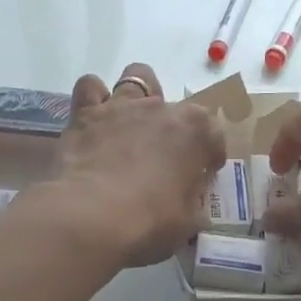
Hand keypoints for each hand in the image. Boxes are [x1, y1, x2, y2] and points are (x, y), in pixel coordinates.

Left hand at [49, 63, 226, 267]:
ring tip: (133, 125)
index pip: (214, 135)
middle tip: (164, 157)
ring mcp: (122, 106)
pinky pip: (90, 87)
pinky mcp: (86, 113)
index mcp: (195, 131)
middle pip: (177, 108)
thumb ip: (193, 200)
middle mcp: (162, 108)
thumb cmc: (149, 222)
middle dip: (174, 129)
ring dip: (140, 97)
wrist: (90, 218)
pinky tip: (95, 120)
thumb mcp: (188, 221)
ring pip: (137, 78)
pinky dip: (94, 98)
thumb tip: (190, 196)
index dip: (211, 156)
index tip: (204, 173)